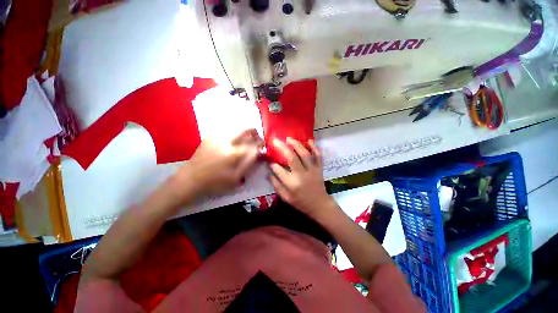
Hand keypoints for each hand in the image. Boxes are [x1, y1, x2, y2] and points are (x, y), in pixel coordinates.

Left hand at [175, 129, 263, 198]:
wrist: (190, 178)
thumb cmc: (215, 181)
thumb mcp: (235, 178)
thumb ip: (249, 163)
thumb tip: (258, 151)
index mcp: (231, 153)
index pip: (251, 143)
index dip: (260, 143)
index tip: (263, 146)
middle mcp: (224, 140)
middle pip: (245, 128)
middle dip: (254, 132)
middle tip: (257, 139)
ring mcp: (216, 136)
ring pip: (236, 126)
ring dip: (245, 131)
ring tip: (247, 139)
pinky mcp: (211, 136)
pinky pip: (228, 129)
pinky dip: (236, 132)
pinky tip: (235, 140)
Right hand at [270, 138, 334, 218]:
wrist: (320, 205)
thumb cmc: (301, 202)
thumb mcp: (286, 198)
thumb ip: (277, 185)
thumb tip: (269, 173)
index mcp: (292, 184)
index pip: (279, 170)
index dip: (273, 164)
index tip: (270, 161)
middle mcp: (301, 175)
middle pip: (292, 158)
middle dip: (282, 147)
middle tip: (276, 141)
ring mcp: (312, 170)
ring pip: (304, 154)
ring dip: (296, 145)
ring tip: (289, 139)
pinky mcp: (319, 168)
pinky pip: (318, 156)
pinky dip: (314, 147)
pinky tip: (309, 141)